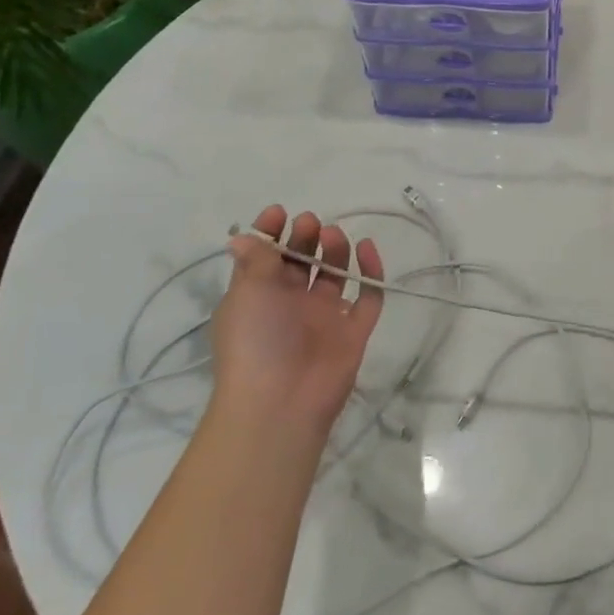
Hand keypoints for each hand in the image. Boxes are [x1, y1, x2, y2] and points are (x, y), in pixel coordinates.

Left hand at [211, 207, 384, 437]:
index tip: (280, 213)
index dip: (271, 234)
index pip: (266, 259)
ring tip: (334, 235)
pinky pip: (368, 296)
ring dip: (335, 251)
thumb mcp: (248, 294)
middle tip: (311, 223)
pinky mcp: (354, 331)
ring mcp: (325, 318)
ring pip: (336, 276)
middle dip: (306, 239)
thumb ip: (255, 261)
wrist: (281, 402)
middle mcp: (291, 305)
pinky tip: (368, 249)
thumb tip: (242, 237)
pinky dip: (371, 272)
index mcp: (259, 297)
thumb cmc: (255, 341)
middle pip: (303, 263)